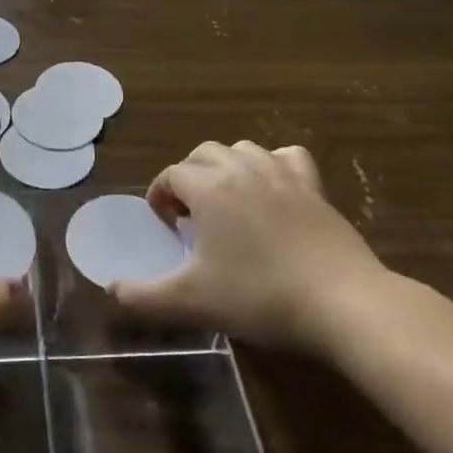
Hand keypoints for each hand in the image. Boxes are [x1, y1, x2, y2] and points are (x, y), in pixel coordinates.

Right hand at [113, 141, 391, 355]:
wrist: (341, 301)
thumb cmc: (259, 296)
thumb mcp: (192, 302)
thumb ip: (145, 297)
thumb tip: (112, 290)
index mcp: (208, 188)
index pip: (171, 174)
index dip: (160, 196)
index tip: (165, 226)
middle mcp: (240, 170)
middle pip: (203, 154)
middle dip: (189, 177)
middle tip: (191, 216)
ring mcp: (281, 174)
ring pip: (243, 149)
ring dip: (226, 168)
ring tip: (227, 201)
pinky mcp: (314, 187)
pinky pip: (287, 157)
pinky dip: (274, 165)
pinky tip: (273, 189)